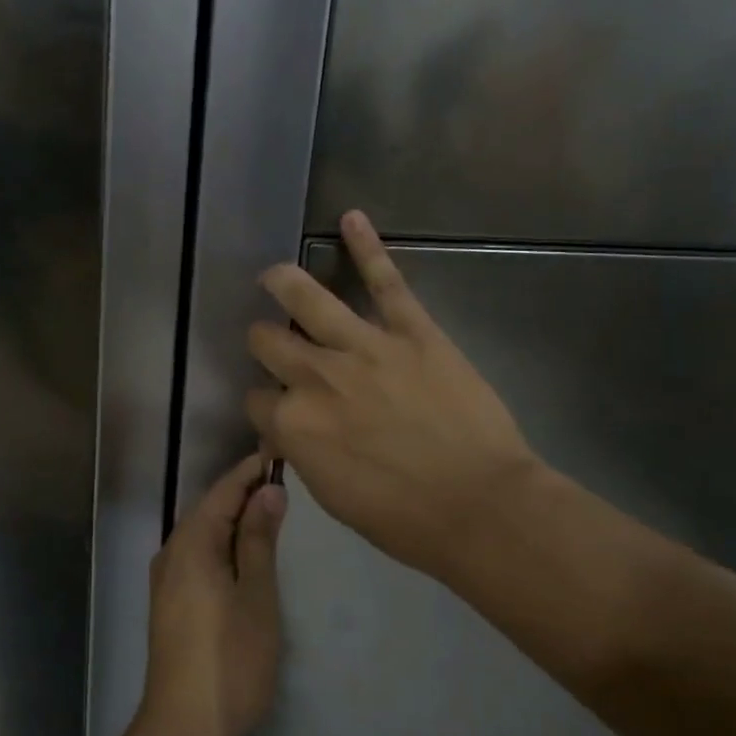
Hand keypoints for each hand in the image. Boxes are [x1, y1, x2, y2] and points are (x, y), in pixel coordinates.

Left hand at [136, 455, 286, 735]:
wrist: (183, 726)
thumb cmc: (229, 658)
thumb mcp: (256, 595)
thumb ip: (260, 540)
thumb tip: (268, 490)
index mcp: (192, 543)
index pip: (223, 491)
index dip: (251, 470)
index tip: (280, 452)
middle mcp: (172, 552)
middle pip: (210, 508)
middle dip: (244, 492)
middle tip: (285, 480)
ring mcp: (166, 579)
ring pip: (204, 532)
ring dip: (235, 518)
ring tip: (273, 510)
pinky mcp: (170, 602)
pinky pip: (198, 554)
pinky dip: (224, 543)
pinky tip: (246, 552)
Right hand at [246, 211, 538, 584]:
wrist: (479, 506)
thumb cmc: (403, 518)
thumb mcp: (332, 496)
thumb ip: (303, 451)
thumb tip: (293, 428)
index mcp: (293, 423)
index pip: (256, 400)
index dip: (264, 405)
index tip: (278, 411)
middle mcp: (315, 376)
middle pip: (267, 342)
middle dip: (263, 341)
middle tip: (271, 341)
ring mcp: (363, 347)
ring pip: (307, 300)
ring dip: (283, 282)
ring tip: (273, 274)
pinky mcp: (411, 330)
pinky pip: (385, 280)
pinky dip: (367, 247)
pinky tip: (351, 217)